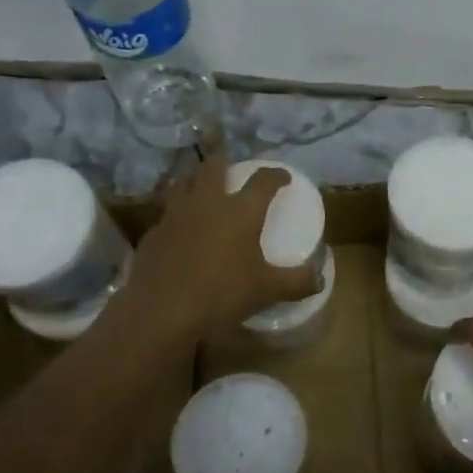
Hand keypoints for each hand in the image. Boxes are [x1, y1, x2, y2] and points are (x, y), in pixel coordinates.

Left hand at [117, 160, 320, 339]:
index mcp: (241, 211)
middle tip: (232, 166)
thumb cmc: (222, 294)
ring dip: (195, 178)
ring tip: (202, 184)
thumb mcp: (267, 291)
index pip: (263, 181)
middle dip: (225, 161)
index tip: (283, 176)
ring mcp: (175, 215)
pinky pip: (167, 212)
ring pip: (183, 182)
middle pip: (214, 167)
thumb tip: (319, 279)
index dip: (275, 175)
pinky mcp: (153, 233)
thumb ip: (296, 282)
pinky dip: (177, 211)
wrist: (161, 311)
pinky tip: (180, 227)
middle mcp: (208, 203)